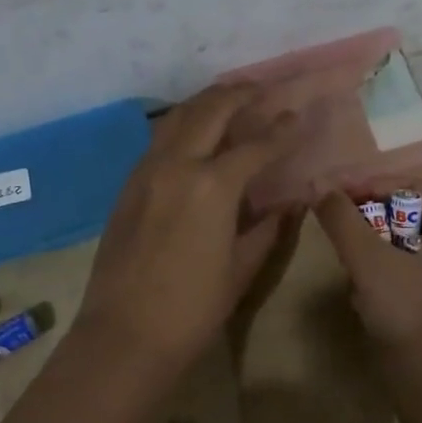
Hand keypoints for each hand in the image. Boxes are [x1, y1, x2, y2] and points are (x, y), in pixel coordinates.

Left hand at [74, 85, 299, 377]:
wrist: (124, 333)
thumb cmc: (192, 308)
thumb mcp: (240, 268)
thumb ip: (267, 228)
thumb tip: (288, 204)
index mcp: (212, 186)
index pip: (255, 145)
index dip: (281, 129)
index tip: (297, 115)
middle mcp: (177, 164)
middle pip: (210, 111)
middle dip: (240, 95)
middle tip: (263, 88)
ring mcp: (146, 170)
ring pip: (178, 117)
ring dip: (206, 102)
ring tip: (230, 97)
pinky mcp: (129, 184)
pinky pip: (159, 139)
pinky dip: (183, 124)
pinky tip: (195, 133)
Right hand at [313, 185, 421, 405]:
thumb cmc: (411, 325)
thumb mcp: (371, 266)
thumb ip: (343, 221)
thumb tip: (317, 184)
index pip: (413, 188)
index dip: (369, 186)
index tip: (331, 196)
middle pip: (411, 215)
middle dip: (370, 221)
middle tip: (337, 231)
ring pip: (408, 244)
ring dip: (374, 249)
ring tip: (349, 266)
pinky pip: (413, 270)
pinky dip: (386, 273)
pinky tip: (365, 294)